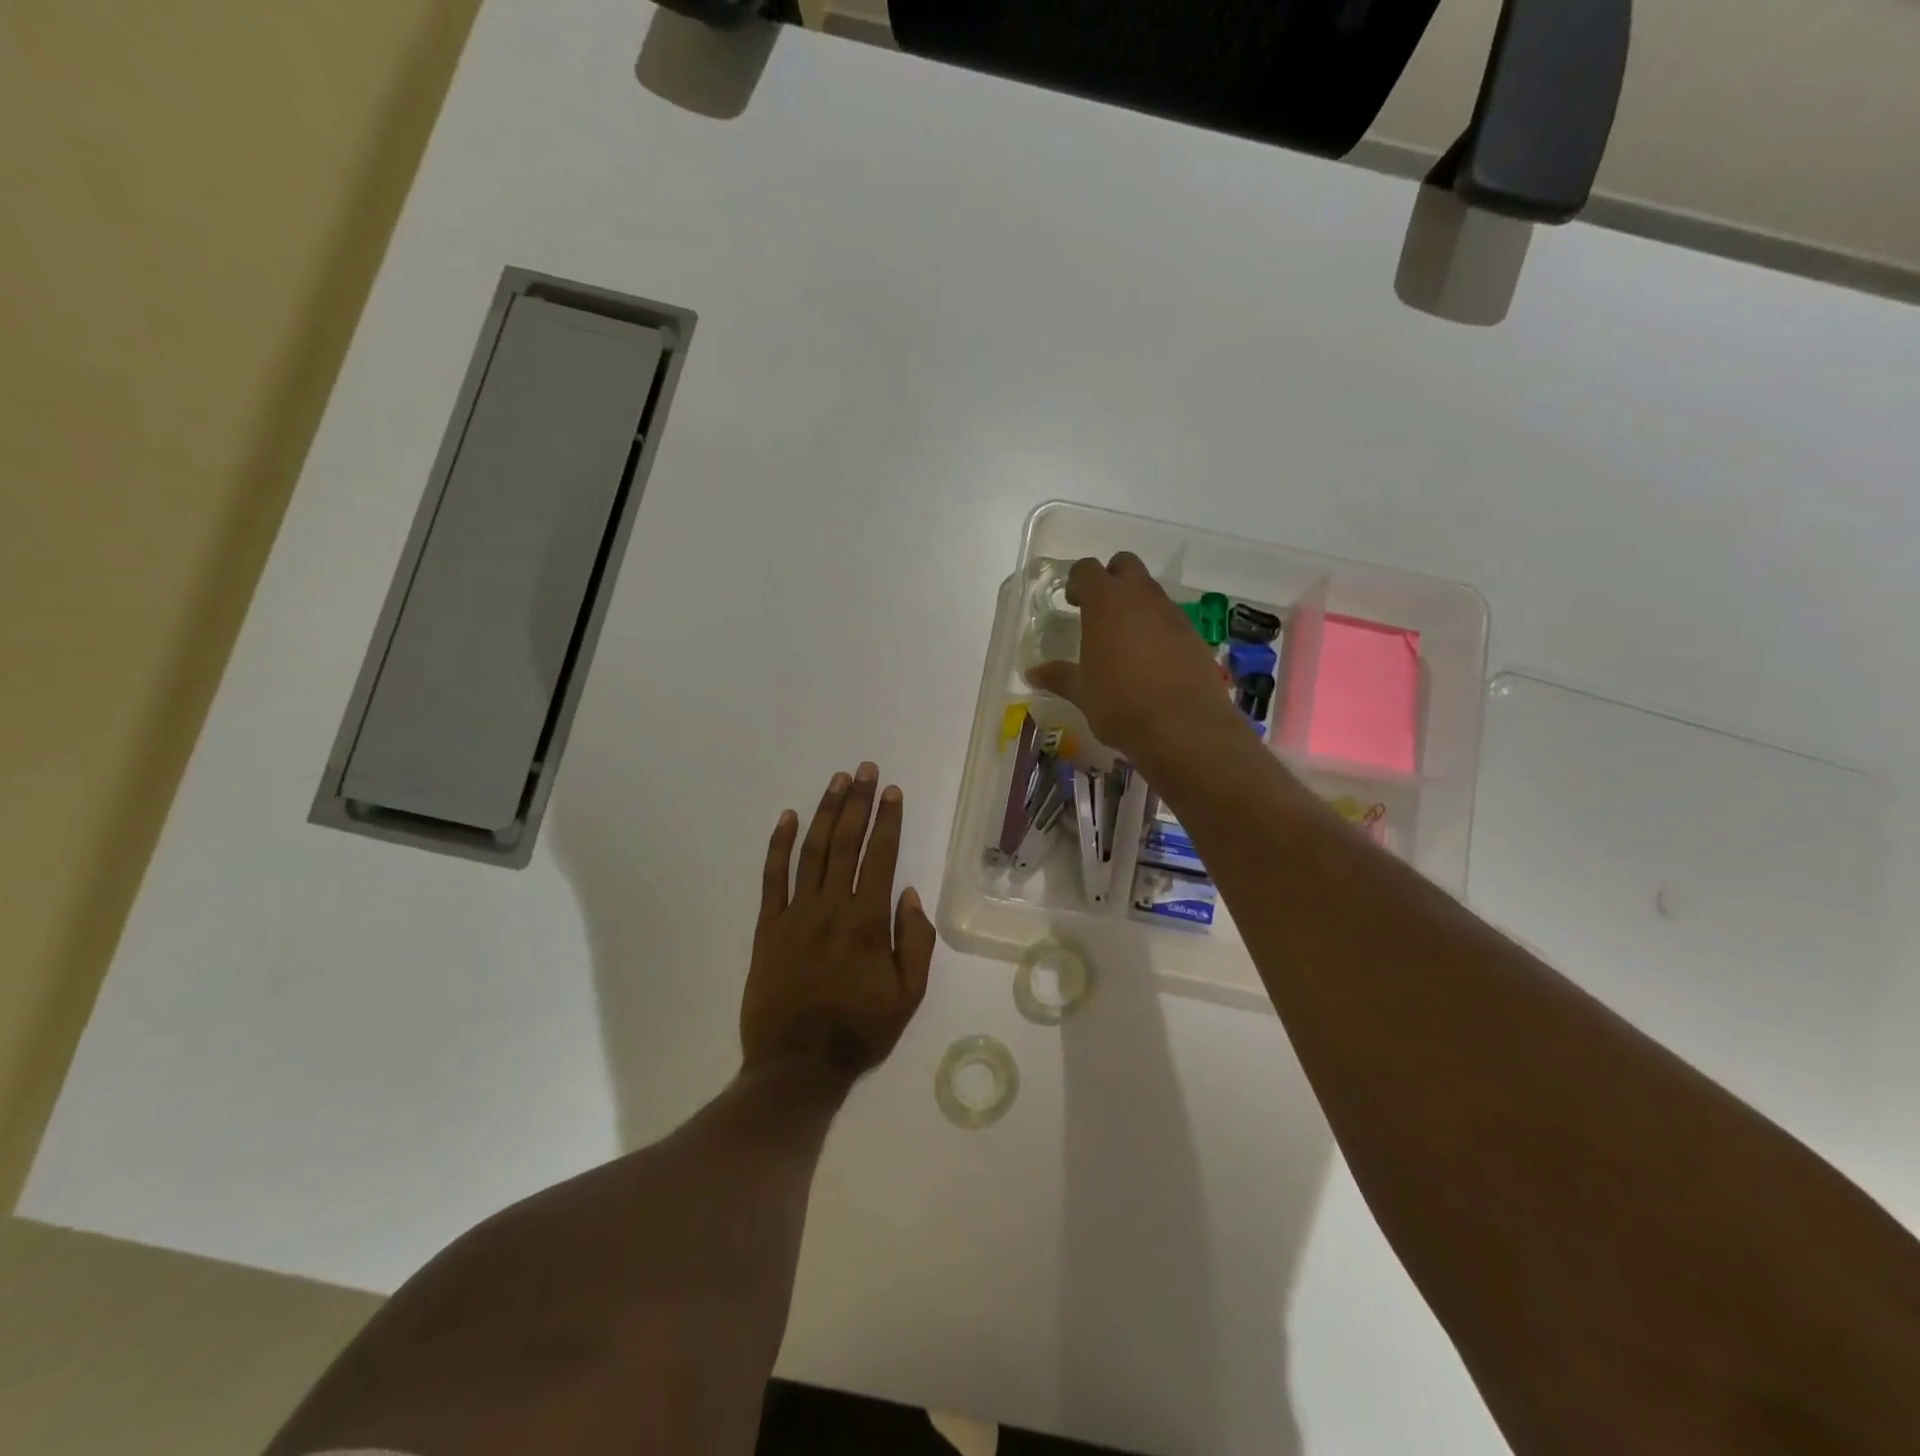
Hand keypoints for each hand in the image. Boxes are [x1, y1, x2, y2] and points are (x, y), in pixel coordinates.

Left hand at [742, 763, 935, 1085]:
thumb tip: (910, 893)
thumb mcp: (908, 996)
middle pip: (846, 843)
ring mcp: (795, 914)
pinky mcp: (767, 927)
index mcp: (868, 922)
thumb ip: (915, 942)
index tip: (892, 791)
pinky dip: (779, 845)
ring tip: (837, 781)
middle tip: (865, 770)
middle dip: (858, 802)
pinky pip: (772, 878)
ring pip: (812, 851)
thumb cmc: (859, 1032)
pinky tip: (787, 817)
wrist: (795, 1066)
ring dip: (825, 812)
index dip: (888, 820)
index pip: (880, 857)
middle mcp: (831, 907)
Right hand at [1025, 553, 1240, 764]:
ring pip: (1151, 591)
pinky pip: (1170, 619)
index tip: (1073, 602)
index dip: (1078, 582)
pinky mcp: (1194, 636)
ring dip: (1136, 605)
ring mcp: (1172, 614)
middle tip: (1099, 611)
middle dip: (1111, 579)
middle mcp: (1140, 598)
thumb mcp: (1082, 693)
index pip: (1087, 570)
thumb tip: (1032, 673)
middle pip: (1126, 565)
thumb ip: (1059, 676)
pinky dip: (1158, 629)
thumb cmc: (1120, 705)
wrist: (1184, 728)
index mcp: (1106, 603)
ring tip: (1124, 641)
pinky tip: (1151, 661)